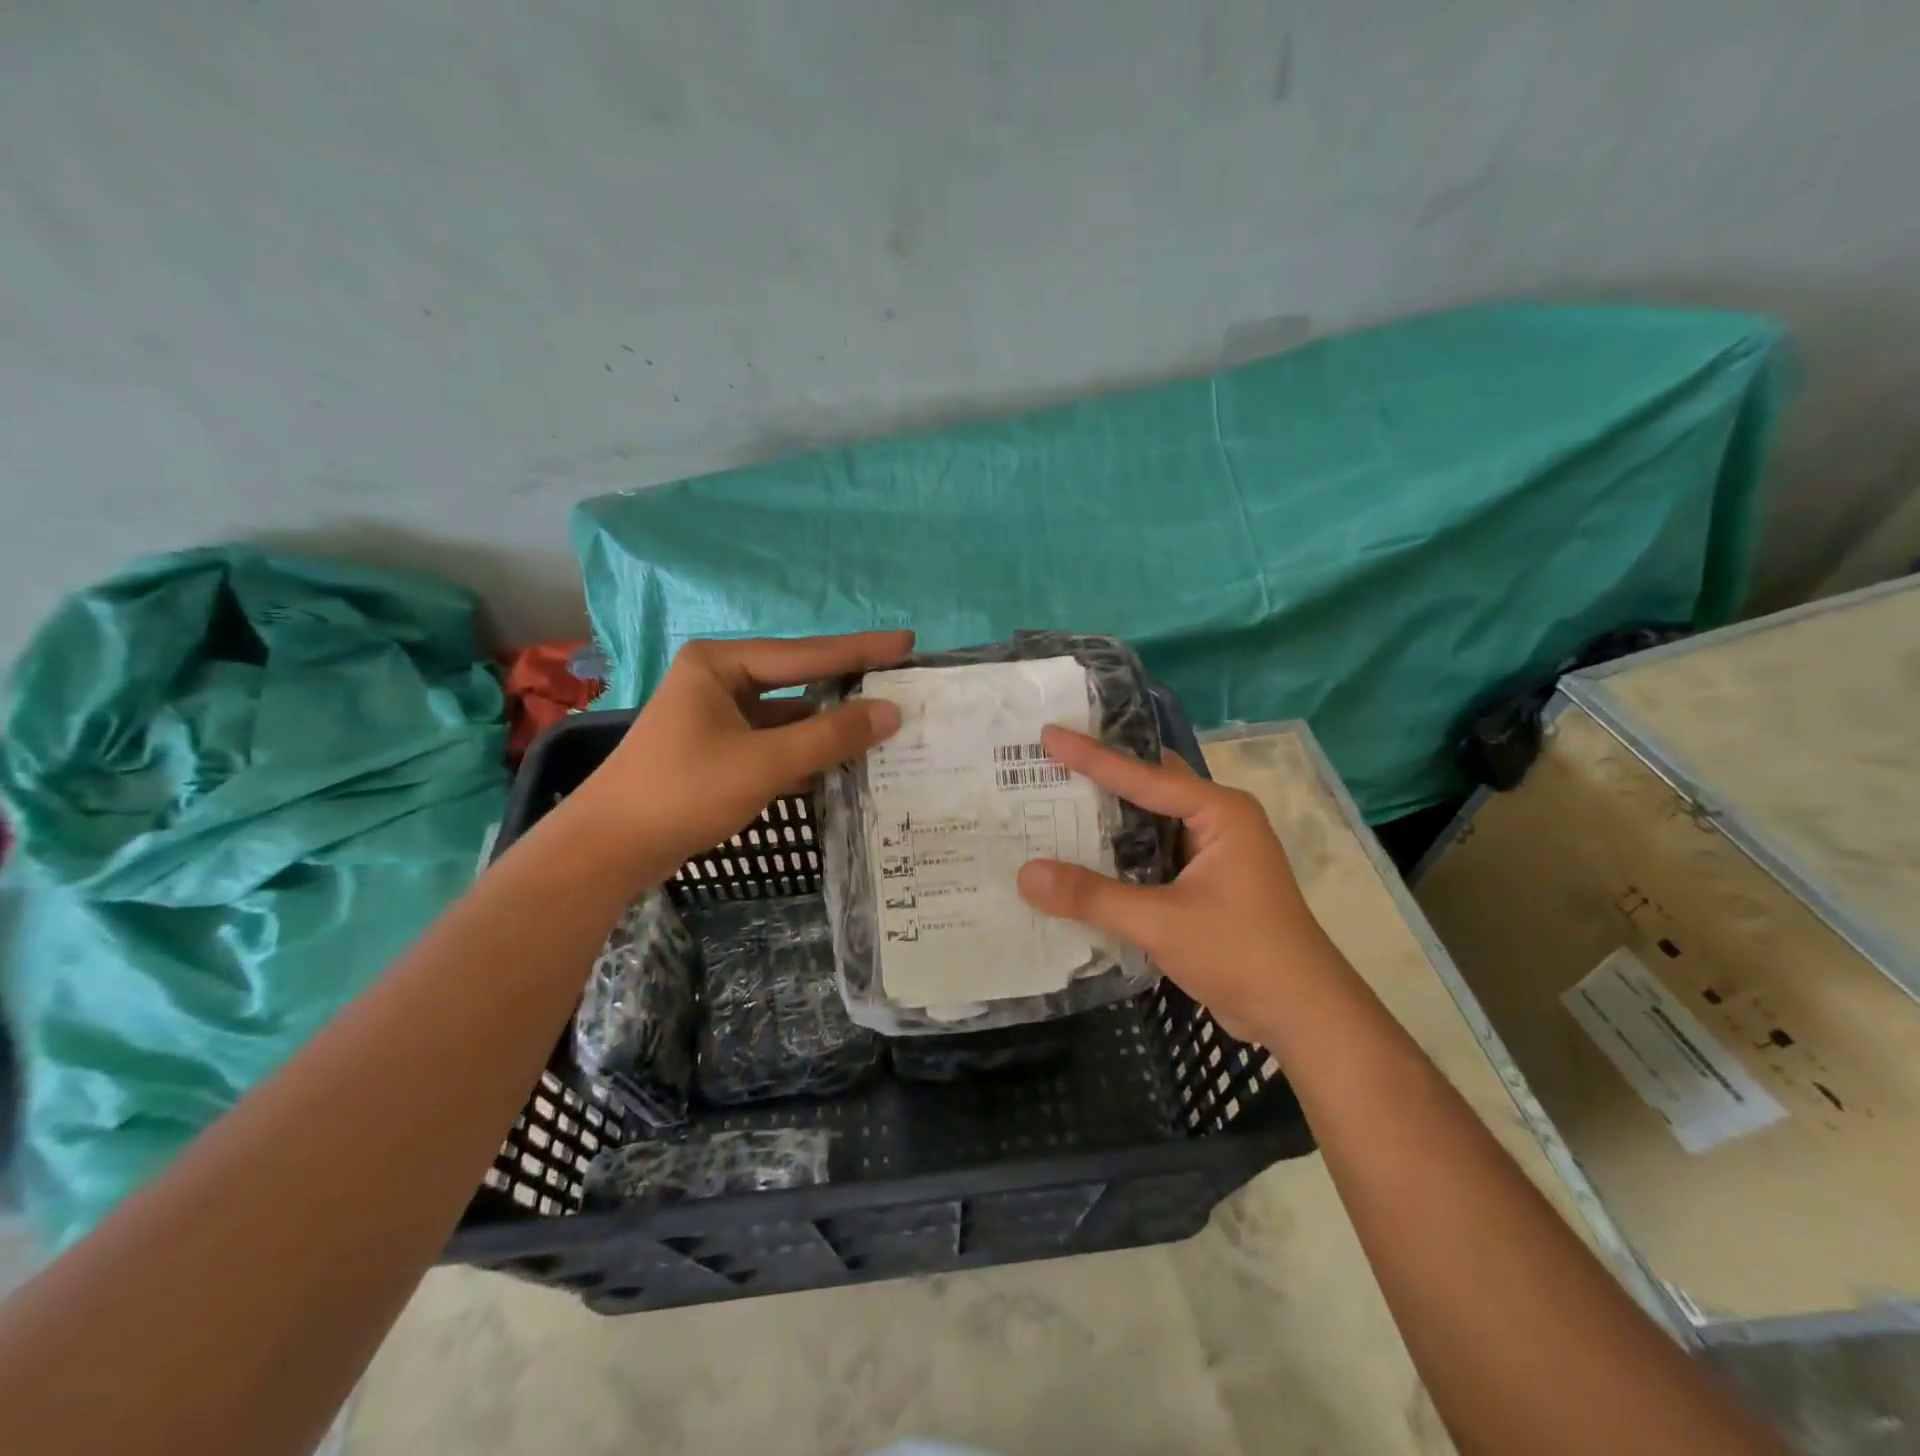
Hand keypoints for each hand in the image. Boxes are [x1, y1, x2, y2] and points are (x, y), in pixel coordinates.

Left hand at [585, 631, 913, 869]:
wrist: (610, 849)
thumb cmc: (684, 792)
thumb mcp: (765, 762)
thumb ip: (831, 736)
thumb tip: (890, 711)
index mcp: (722, 664)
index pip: (807, 653)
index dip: (862, 650)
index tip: (909, 642)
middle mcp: (719, 680)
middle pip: (799, 680)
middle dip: (848, 686)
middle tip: (901, 681)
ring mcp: (717, 716)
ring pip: (788, 715)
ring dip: (829, 725)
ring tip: (884, 724)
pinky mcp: (717, 749)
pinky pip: (774, 741)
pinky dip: (806, 751)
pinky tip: (844, 761)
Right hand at [1016, 725, 1338, 1040]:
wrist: (1303, 1017)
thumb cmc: (1243, 954)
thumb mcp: (1162, 923)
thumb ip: (1093, 897)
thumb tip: (1024, 875)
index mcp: (1219, 812)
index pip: (1144, 775)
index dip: (1092, 756)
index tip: (1049, 734)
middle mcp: (1217, 822)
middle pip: (1149, 787)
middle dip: (1100, 777)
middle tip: (1047, 763)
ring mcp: (1212, 854)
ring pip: (1149, 822)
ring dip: (1107, 818)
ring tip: (1052, 804)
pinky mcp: (1204, 884)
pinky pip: (1151, 855)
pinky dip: (1118, 854)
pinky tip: (1079, 858)